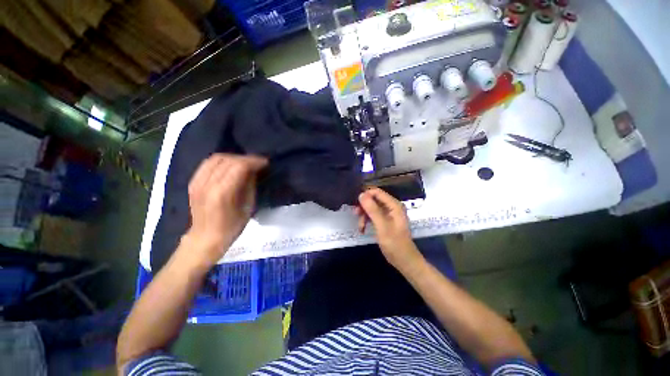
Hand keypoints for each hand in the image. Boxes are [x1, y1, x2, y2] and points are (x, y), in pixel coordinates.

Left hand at [184, 153, 266, 264]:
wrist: (205, 239)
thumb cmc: (229, 230)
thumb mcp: (246, 210)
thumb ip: (249, 187)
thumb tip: (253, 171)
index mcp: (221, 193)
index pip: (239, 166)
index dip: (253, 161)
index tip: (264, 163)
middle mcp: (207, 184)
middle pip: (228, 160)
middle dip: (244, 159)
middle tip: (254, 164)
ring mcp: (198, 182)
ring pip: (216, 158)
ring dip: (231, 158)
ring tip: (240, 164)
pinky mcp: (193, 182)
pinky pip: (207, 164)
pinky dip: (219, 162)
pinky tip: (226, 167)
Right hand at [355, 188, 422, 268]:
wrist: (404, 259)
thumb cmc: (394, 243)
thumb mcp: (382, 226)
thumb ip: (372, 209)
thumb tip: (361, 194)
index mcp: (394, 205)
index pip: (377, 192)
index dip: (365, 196)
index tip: (355, 206)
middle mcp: (393, 207)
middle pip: (374, 200)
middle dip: (364, 207)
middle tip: (356, 216)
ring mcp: (390, 215)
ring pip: (373, 209)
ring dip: (365, 215)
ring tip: (360, 227)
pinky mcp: (387, 223)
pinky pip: (375, 216)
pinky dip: (368, 221)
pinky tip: (363, 229)